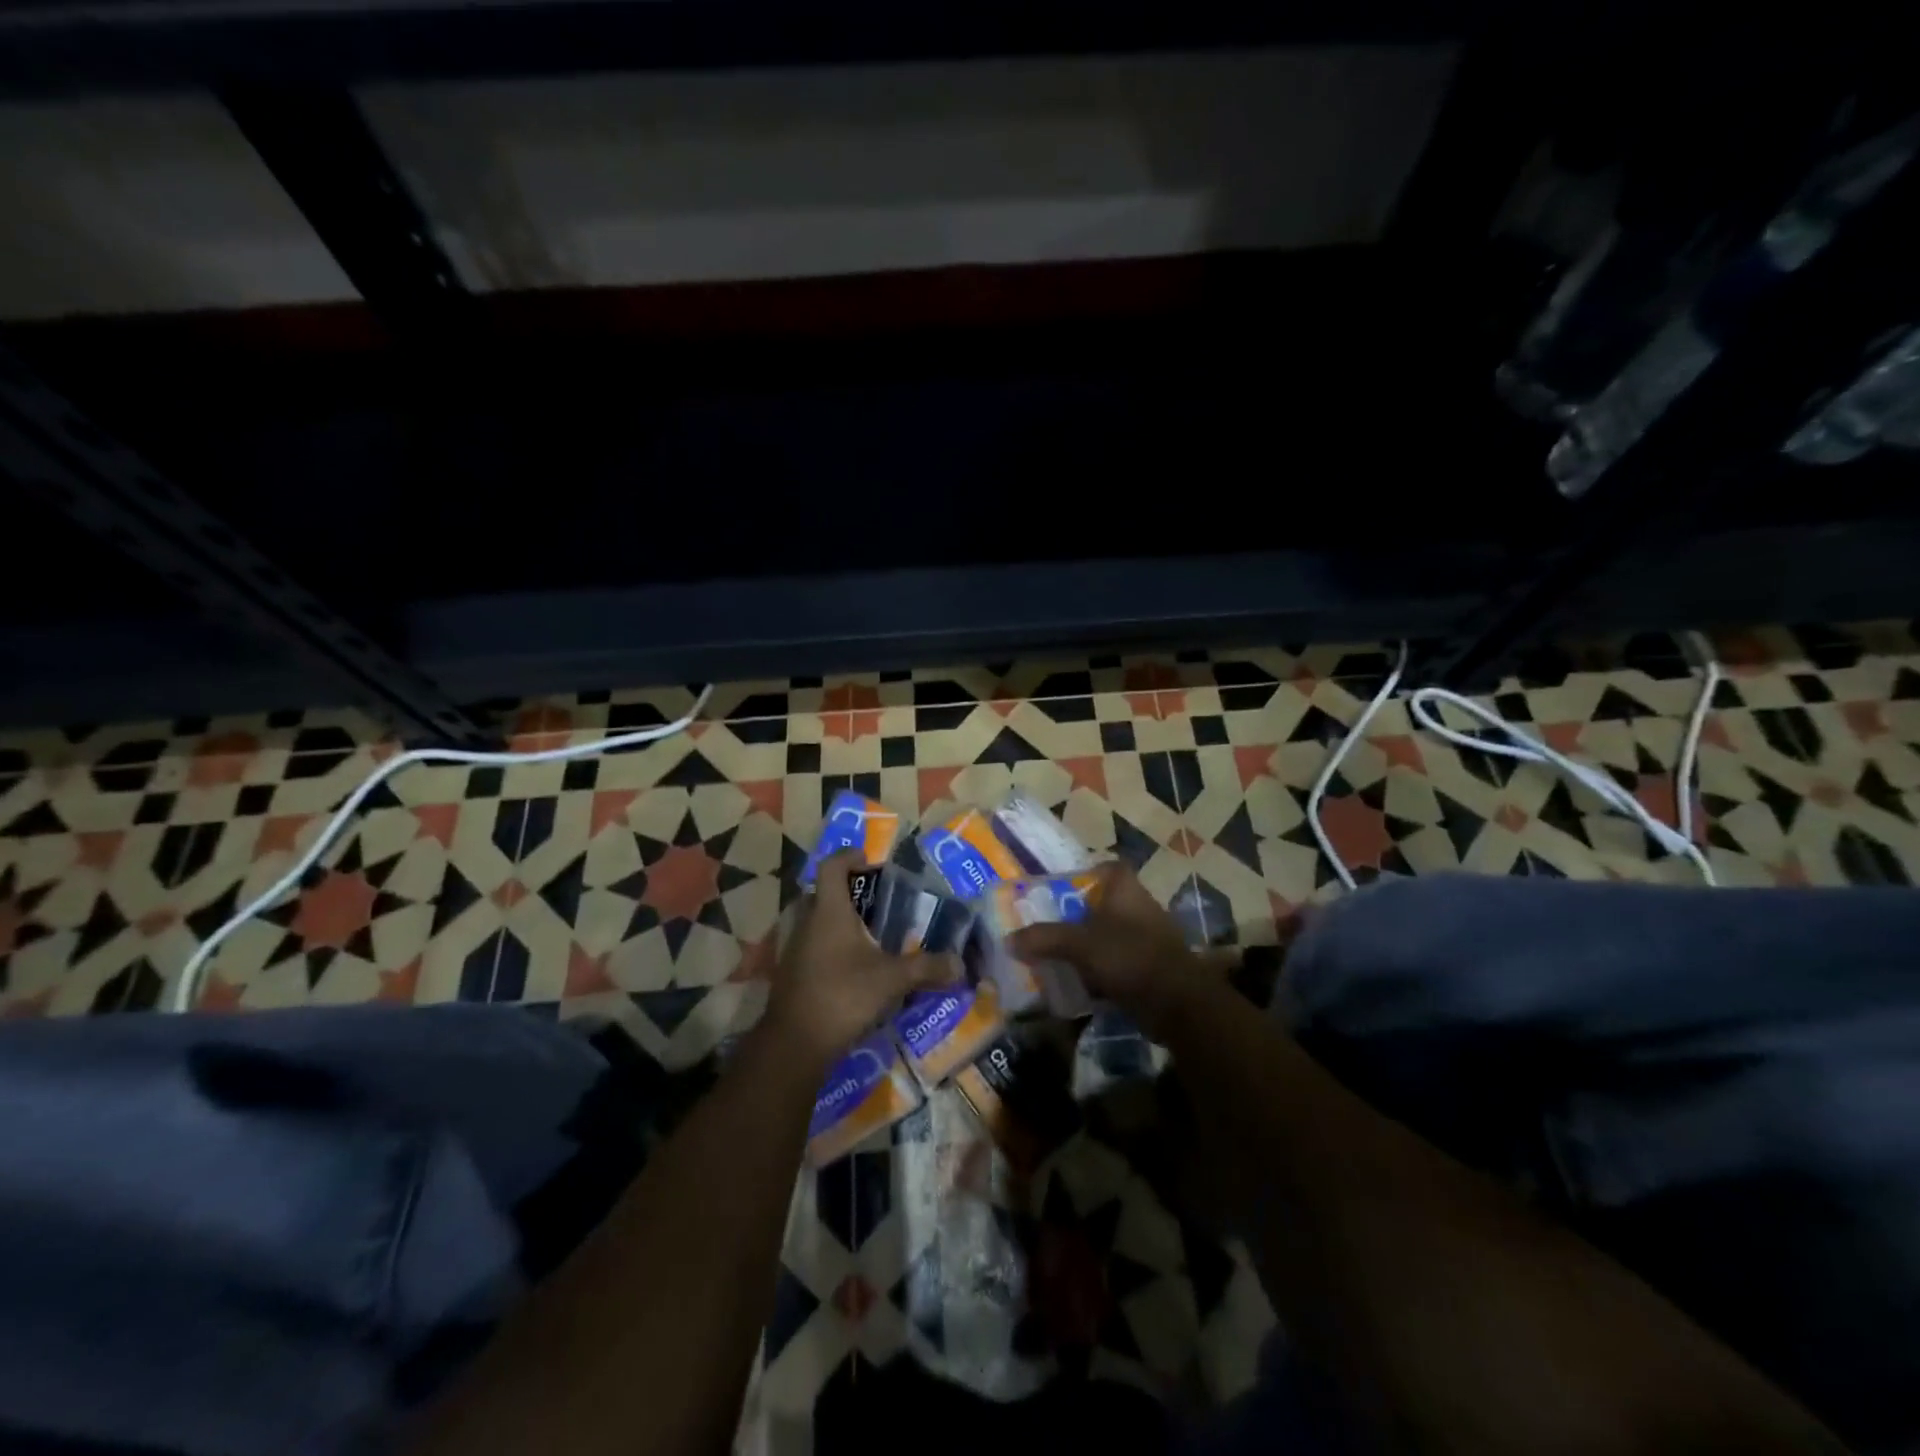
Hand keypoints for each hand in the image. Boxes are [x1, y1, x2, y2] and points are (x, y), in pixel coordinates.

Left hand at [765, 852, 956, 1068]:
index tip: (868, 860)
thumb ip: (926, 968)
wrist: (794, 1043)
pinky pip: (814, 946)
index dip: (848, 856)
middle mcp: (807, 922)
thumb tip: (959, 964)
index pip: (832, 867)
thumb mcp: (891, 980)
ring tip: (871, 934)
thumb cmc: (843, 995)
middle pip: (824, 893)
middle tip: (878, 901)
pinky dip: (833, 947)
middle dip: (849, 892)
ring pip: (817, 922)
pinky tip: (855, 967)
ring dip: (840, 922)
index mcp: (829, 911)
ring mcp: (795, 949)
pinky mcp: (792, 973)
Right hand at [1007, 863, 1217, 1040]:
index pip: (1108, 867)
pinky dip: (1098, 970)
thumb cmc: (1129, 956)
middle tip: (1045, 924)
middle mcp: (1139, 907)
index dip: (1085, 872)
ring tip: (1054, 955)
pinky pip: (1116, 962)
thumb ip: (1044, 938)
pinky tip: (1076, 982)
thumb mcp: (1079, 944)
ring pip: (1108, 935)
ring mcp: (1146, 939)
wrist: (1177, 1003)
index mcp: (1126, 890)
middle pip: (1102, 903)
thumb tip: (1009, 940)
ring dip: (1086, 945)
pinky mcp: (1149, 968)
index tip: (1059, 887)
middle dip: (1076, 914)